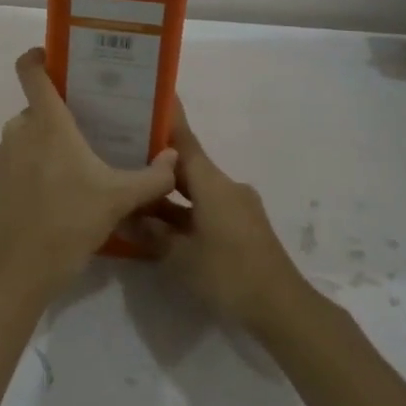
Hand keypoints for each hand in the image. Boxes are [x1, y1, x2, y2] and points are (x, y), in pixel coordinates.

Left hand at [0, 48, 180, 303]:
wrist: (15, 272)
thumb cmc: (68, 223)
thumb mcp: (119, 200)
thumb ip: (152, 177)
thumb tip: (174, 158)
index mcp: (46, 123)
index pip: (30, 70)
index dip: (38, 56)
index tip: (55, 57)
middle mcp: (18, 131)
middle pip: (37, 109)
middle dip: (61, 116)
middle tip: (90, 132)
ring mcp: (1, 158)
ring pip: (27, 137)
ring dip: (46, 146)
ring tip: (76, 169)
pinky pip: (16, 163)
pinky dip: (33, 170)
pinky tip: (55, 198)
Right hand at [133, 101, 310, 338]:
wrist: (282, 308)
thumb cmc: (229, 274)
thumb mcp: (181, 257)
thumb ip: (151, 233)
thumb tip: (126, 214)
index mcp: (213, 184)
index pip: (185, 141)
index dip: (167, 120)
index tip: (150, 98)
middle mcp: (226, 187)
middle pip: (187, 166)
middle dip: (157, 161)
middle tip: (123, 152)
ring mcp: (237, 207)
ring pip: (196, 190)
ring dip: (168, 193)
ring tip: (134, 191)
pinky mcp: (242, 227)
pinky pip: (205, 208)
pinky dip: (183, 210)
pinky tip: (159, 223)